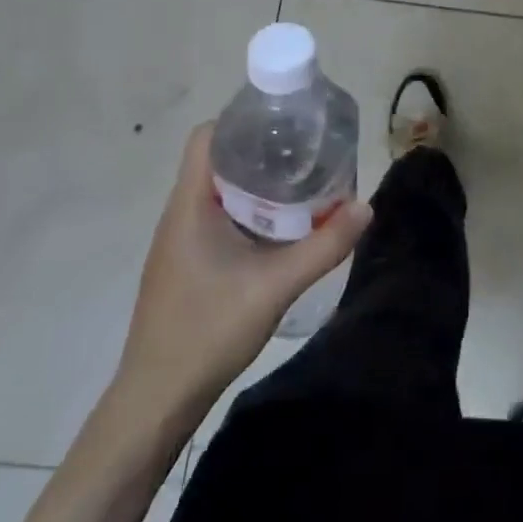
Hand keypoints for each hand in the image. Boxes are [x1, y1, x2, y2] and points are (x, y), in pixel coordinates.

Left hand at [114, 123, 371, 421]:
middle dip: (262, 150)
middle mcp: (180, 214)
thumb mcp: (275, 286)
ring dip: (258, 184)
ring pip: (221, 191)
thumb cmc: (207, 331)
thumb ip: (323, 246)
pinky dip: (250, 211)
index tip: (285, 123)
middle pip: (219, 160)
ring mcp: (180, 241)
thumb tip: (366, 206)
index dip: (243, 120)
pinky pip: (219, 218)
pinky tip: (280, 229)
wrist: (156, 401)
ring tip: (302, 184)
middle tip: (307, 153)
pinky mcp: (187, 264)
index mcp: (190, 204)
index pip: (207, 136)